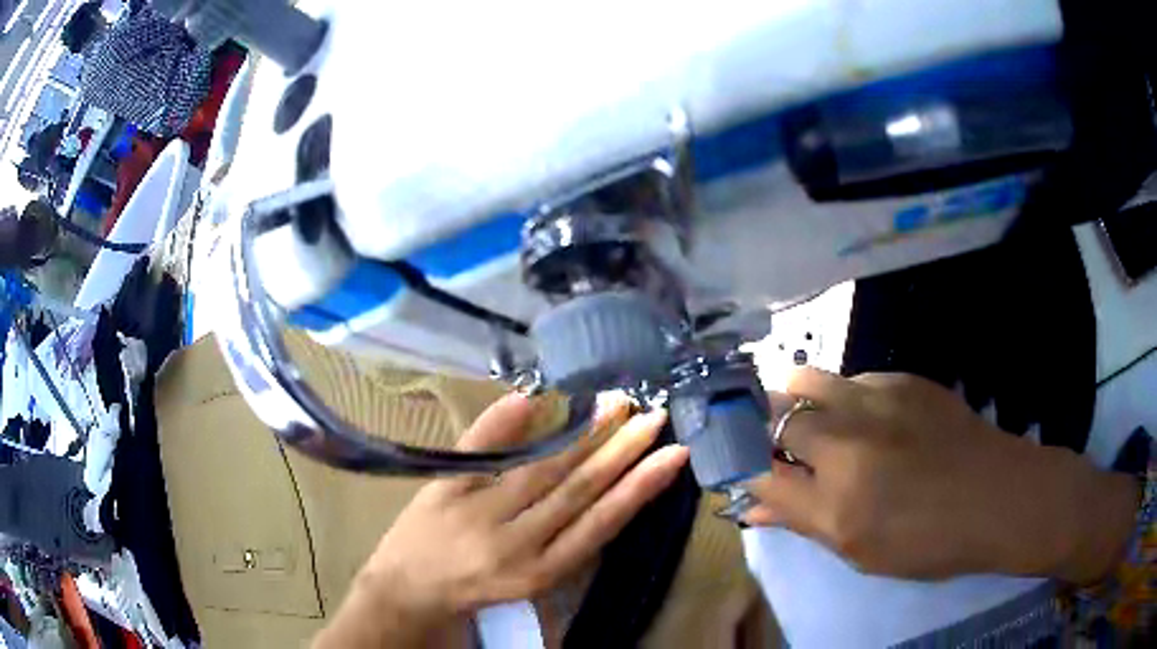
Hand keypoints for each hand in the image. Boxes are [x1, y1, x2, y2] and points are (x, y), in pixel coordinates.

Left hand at [315, 393, 688, 647]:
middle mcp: (515, 543)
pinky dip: (500, 425)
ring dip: (580, 434)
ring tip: (614, 404)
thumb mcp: (533, 578)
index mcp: (542, 570)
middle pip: (576, 490)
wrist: (408, 591)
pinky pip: (476, 453)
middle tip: (654, 416)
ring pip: (539, 469)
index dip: (640, 488)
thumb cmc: (478, 587)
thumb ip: (568, 539)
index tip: (674, 455)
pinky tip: (530, 399)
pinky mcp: (443, 491)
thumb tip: (609, 494)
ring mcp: (476, 514)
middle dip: (620, 452)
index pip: (601, 522)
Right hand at [744, 368, 1137, 582]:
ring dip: (796, 399)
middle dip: (764, 431)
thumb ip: (803, 522)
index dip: (741, 471)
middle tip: (777, 447)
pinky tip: (866, 418)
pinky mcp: (902, 380)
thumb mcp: (861, 551)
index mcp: (837, 504)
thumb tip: (753, 508)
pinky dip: (842, 397)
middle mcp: (849, 445)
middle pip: (776, 419)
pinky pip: (851, 379)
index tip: (738, 470)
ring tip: (812, 420)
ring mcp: (877, 402)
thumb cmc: (929, 541)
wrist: (998, 496)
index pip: (759, 477)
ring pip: (807, 380)